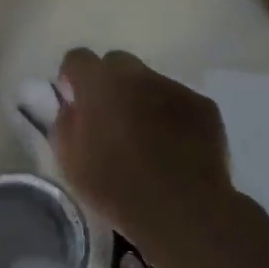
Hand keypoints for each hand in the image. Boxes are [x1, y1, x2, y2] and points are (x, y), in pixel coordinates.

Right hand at [53, 48, 252, 258]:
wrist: (183, 210)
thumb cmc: (117, 187)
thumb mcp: (70, 161)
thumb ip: (65, 123)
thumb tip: (72, 107)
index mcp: (99, 85)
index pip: (77, 58)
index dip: (73, 77)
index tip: (75, 101)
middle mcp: (137, 75)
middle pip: (116, 62)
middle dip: (109, 82)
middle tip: (109, 117)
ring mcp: (173, 88)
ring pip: (149, 81)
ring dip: (141, 98)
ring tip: (146, 136)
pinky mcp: (203, 106)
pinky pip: (178, 100)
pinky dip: (171, 115)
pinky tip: (173, 145)